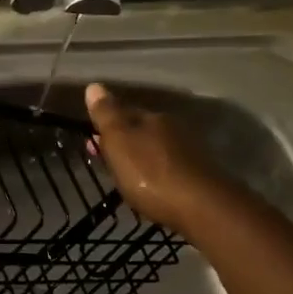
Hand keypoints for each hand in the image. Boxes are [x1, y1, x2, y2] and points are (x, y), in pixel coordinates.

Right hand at [84, 82, 228, 234]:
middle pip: (140, 129)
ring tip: (126, 174)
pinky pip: (168, 166)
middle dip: (123, 141)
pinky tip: (151, 184)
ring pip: (155, 148)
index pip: (123, 111)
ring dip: (140, 157)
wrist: (201, 207)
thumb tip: (94, 86)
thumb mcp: (119, 142)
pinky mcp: (199, 174)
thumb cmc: (150, 174)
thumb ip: (107, 115)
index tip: (91, 139)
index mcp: (151, 117)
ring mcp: (189, 150)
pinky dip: (155, 172)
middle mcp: (172, 128)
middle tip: (106, 159)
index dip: (105, 124)